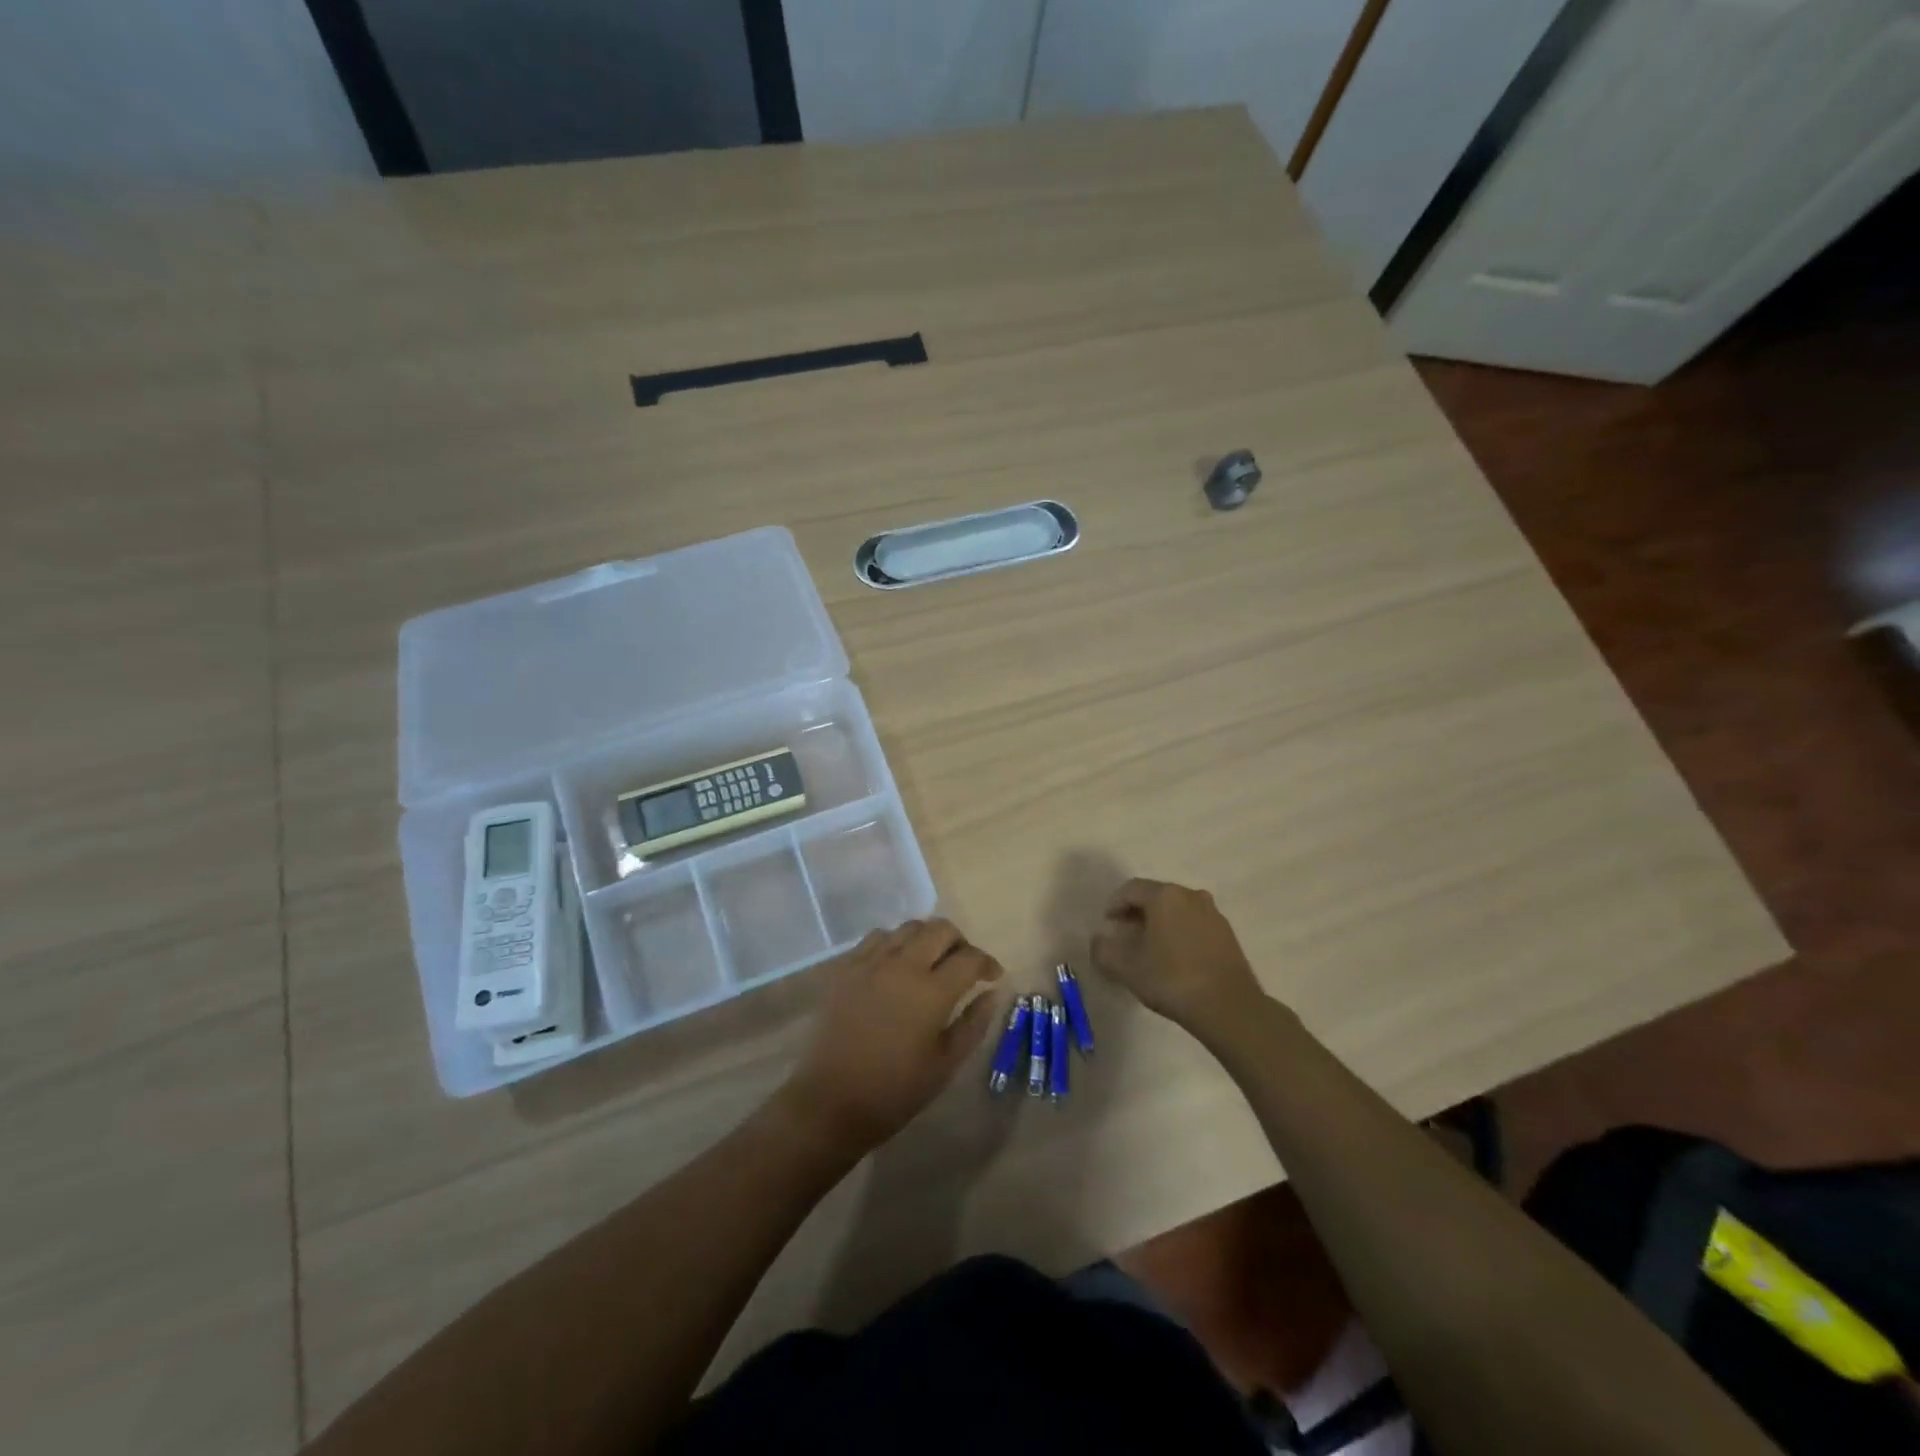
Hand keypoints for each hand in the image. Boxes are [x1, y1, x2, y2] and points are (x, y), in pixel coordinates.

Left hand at [783, 919, 1002, 1149]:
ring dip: (927, 938)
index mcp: (932, 991)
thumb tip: (992, 993)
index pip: (970, 958)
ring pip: (909, 927)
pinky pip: (877, 937)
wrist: (830, 1102)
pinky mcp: (846, 967)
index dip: (987, 963)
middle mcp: (903, 965)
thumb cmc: (894, 1091)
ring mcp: (870, 962)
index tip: (993, 976)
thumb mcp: (945, 1064)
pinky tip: (895, 965)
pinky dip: (895, 943)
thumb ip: (973, 1024)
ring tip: (930, 962)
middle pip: (940, 929)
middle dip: (960, 942)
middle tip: (963, 965)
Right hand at [1090, 878, 1267, 1038]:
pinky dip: (1179, 933)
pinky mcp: (1227, 934)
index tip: (1107, 926)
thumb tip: (1099, 940)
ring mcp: (1213, 913)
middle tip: (1124, 936)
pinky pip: (1194, 924)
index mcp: (1164, 896)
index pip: (1130, 889)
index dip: (1114, 905)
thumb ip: (1103, 950)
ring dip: (1159, 923)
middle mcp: (1190, 895)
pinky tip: (1175, 958)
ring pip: (1177, 910)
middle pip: (1155, 896)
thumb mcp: (1126, 968)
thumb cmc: (1172, 980)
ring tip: (1149, 949)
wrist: (1229, 1008)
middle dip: (1136, 913)